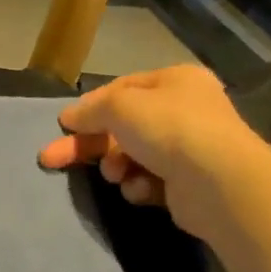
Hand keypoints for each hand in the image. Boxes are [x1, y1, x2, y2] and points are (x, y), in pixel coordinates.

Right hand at [37, 64, 270, 235]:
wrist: (219, 184)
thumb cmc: (168, 129)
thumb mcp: (118, 106)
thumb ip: (90, 109)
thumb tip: (69, 117)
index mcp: (175, 81)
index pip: (121, 89)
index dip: (90, 106)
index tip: (63, 125)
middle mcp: (185, 110)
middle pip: (121, 125)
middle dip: (88, 144)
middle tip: (51, 158)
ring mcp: (189, 148)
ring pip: (132, 155)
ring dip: (115, 166)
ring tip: (115, 175)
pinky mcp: (188, 184)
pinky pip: (149, 180)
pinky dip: (139, 186)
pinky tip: (141, 190)